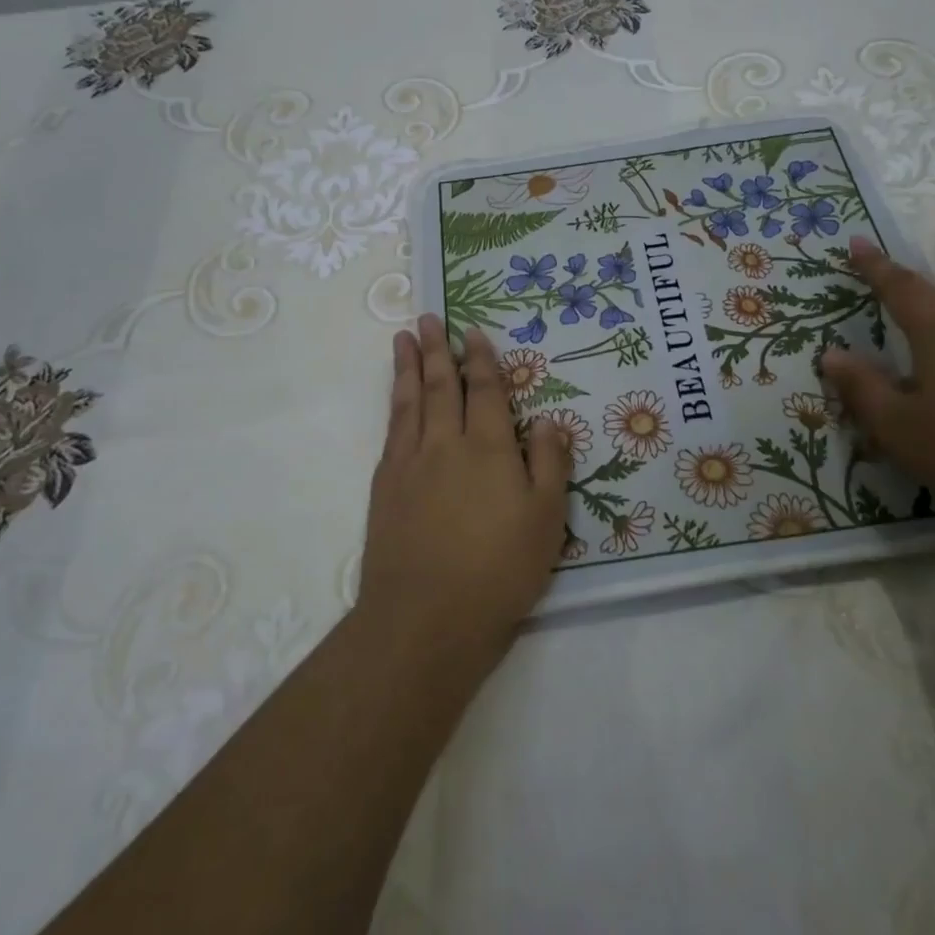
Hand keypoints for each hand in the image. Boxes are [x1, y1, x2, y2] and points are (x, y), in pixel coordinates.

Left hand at [359, 316, 572, 662]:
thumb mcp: (546, 518)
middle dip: (436, 350)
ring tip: (402, 339)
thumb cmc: (499, 568)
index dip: (480, 359)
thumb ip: (549, 462)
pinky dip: (394, 405)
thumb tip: (547, 420)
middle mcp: (445, 444)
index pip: (484, 390)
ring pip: (409, 402)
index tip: (472, 332)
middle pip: (440, 386)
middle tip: (428, 318)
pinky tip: (395, 400)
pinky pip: (391, 431)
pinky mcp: (385, 487)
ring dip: (407, 367)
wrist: (426, 616)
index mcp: (488, 447)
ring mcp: (409, 464)